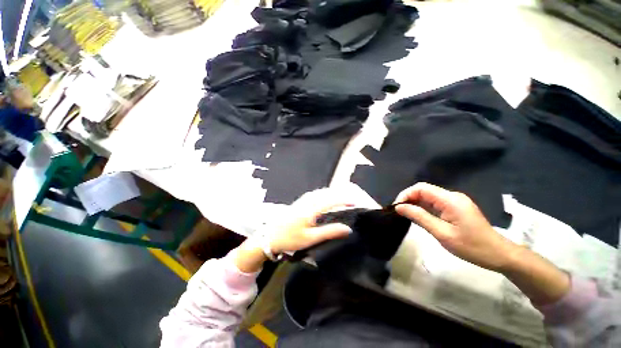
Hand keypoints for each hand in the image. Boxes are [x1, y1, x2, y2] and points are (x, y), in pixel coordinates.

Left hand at [268, 188, 352, 253]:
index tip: (354, 202)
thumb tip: (347, 228)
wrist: (269, 237)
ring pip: (320, 192)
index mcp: (311, 210)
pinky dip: (323, 194)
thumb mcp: (310, 238)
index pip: (331, 201)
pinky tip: (325, 197)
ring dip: (331, 192)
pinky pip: (314, 194)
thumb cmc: (290, 239)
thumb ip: (329, 232)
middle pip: (326, 193)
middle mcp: (307, 202)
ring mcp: (302, 201)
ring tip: (341, 196)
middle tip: (350, 197)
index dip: (344, 200)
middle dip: (339, 193)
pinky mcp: (299, 202)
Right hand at [394, 183, 518, 271]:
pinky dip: (423, 207)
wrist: (499, 255)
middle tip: (399, 212)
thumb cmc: (472, 247)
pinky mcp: (455, 207)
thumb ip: (419, 217)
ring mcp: (454, 201)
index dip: (405, 194)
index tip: (396, 207)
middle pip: (424, 190)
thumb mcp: (442, 233)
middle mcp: (452, 196)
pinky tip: (418, 215)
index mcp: (450, 200)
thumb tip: (399, 207)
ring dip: (415, 203)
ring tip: (405, 214)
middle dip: (408, 198)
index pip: (421, 188)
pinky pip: (434, 202)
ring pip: (428, 196)